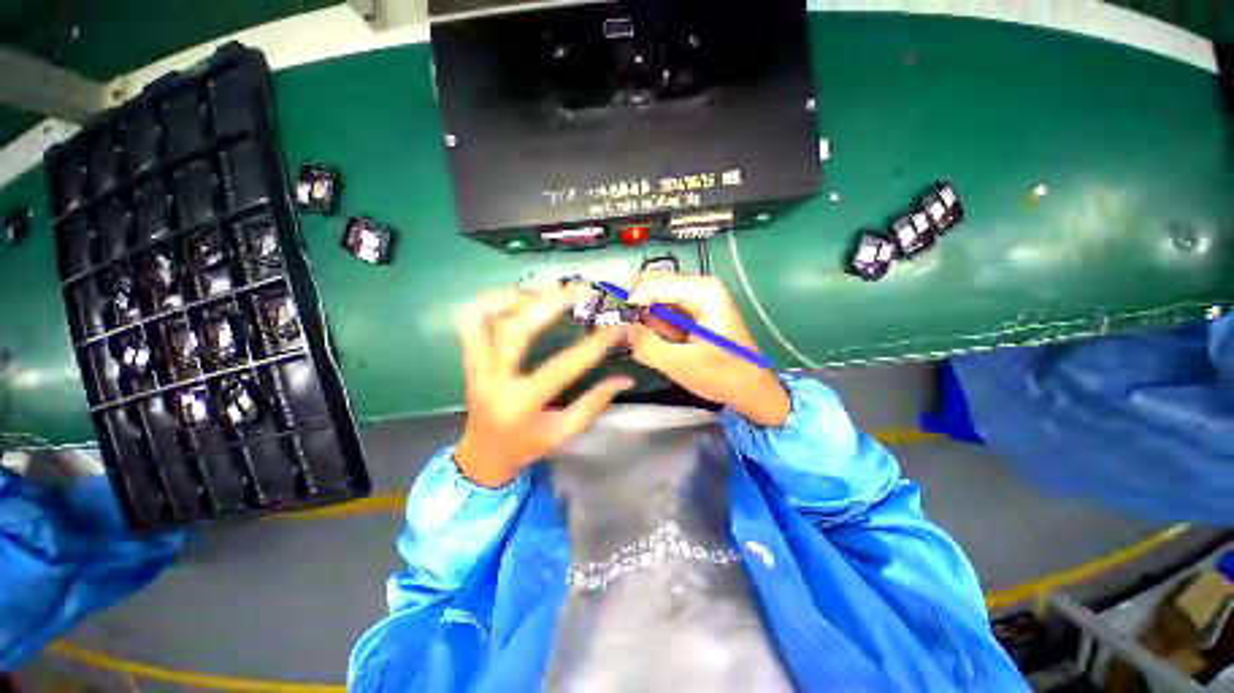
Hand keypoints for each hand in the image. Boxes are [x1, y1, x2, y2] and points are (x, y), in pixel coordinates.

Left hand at [454, 287, 632, 486]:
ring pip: (484, 318)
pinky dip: (490, 303)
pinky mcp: (468, 359)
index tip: (614, 328)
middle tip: (576, 289)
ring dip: (514, 297)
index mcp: (522, 403)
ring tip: (544, 288)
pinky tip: (515, 298)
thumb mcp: (564, 431)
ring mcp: (475, 367)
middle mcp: (494, 380)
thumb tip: (625, 379)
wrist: (482, 455)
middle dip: (549, 304)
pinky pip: (470, 322)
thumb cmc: (527, 446)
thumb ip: (594, 404)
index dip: (592, 346)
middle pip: (516, 330)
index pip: (562, 367)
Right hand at [625, 272, 789, 426]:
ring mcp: (697, 298)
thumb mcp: (681, 364)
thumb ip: (647, 346)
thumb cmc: (723, 375)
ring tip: (665, 347)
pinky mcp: (694, 312)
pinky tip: (671, 345)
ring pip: (655, 301)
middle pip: (652, 287)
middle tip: (641, 340)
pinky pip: (663, 312)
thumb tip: (622, 330)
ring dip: (649, 323)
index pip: (651, 283)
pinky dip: (658, 328)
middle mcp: (700, 287)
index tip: (625, 330)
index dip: (632, 304)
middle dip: (640, 313)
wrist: (751, 389)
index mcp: (702, 291)